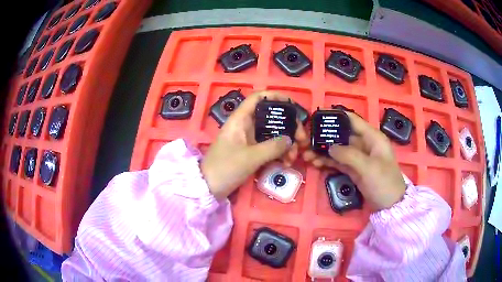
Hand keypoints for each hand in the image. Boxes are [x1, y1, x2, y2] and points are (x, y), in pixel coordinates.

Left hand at [201, 91, 308, 198]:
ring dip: (286, 142)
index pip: (258, 98)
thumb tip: (290, 139)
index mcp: (240, 119)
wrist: (209, 188)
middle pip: (271, 117)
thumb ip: (273, 147)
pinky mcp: (250, 151)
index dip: (275, 96)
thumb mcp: (251, 157)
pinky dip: (279, 152)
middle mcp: (245, 125)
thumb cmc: (225, 168)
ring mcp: (248, 139)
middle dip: (289, 126)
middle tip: (301, 139)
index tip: (293, 105)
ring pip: (272, 133)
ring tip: (294, 156)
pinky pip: (269, 146)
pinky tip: (287, 162)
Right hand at [303, 112, 405, 210]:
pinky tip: (315, 163)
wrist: (390, 205)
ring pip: (338, 150)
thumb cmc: (384, 182)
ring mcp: (358, 157)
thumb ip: (349, 155)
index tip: (318, 117)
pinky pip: (338, 162)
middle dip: (324, 138)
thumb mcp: (368, 167)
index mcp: (372, 137)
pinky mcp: (353, 169)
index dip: (336, 116)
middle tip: (306, 141)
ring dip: (323, 152)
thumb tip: (329, 147)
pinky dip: (327, 162)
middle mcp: (364, 144)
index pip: (352, 120)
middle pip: (341, 136)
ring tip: (306, 156)